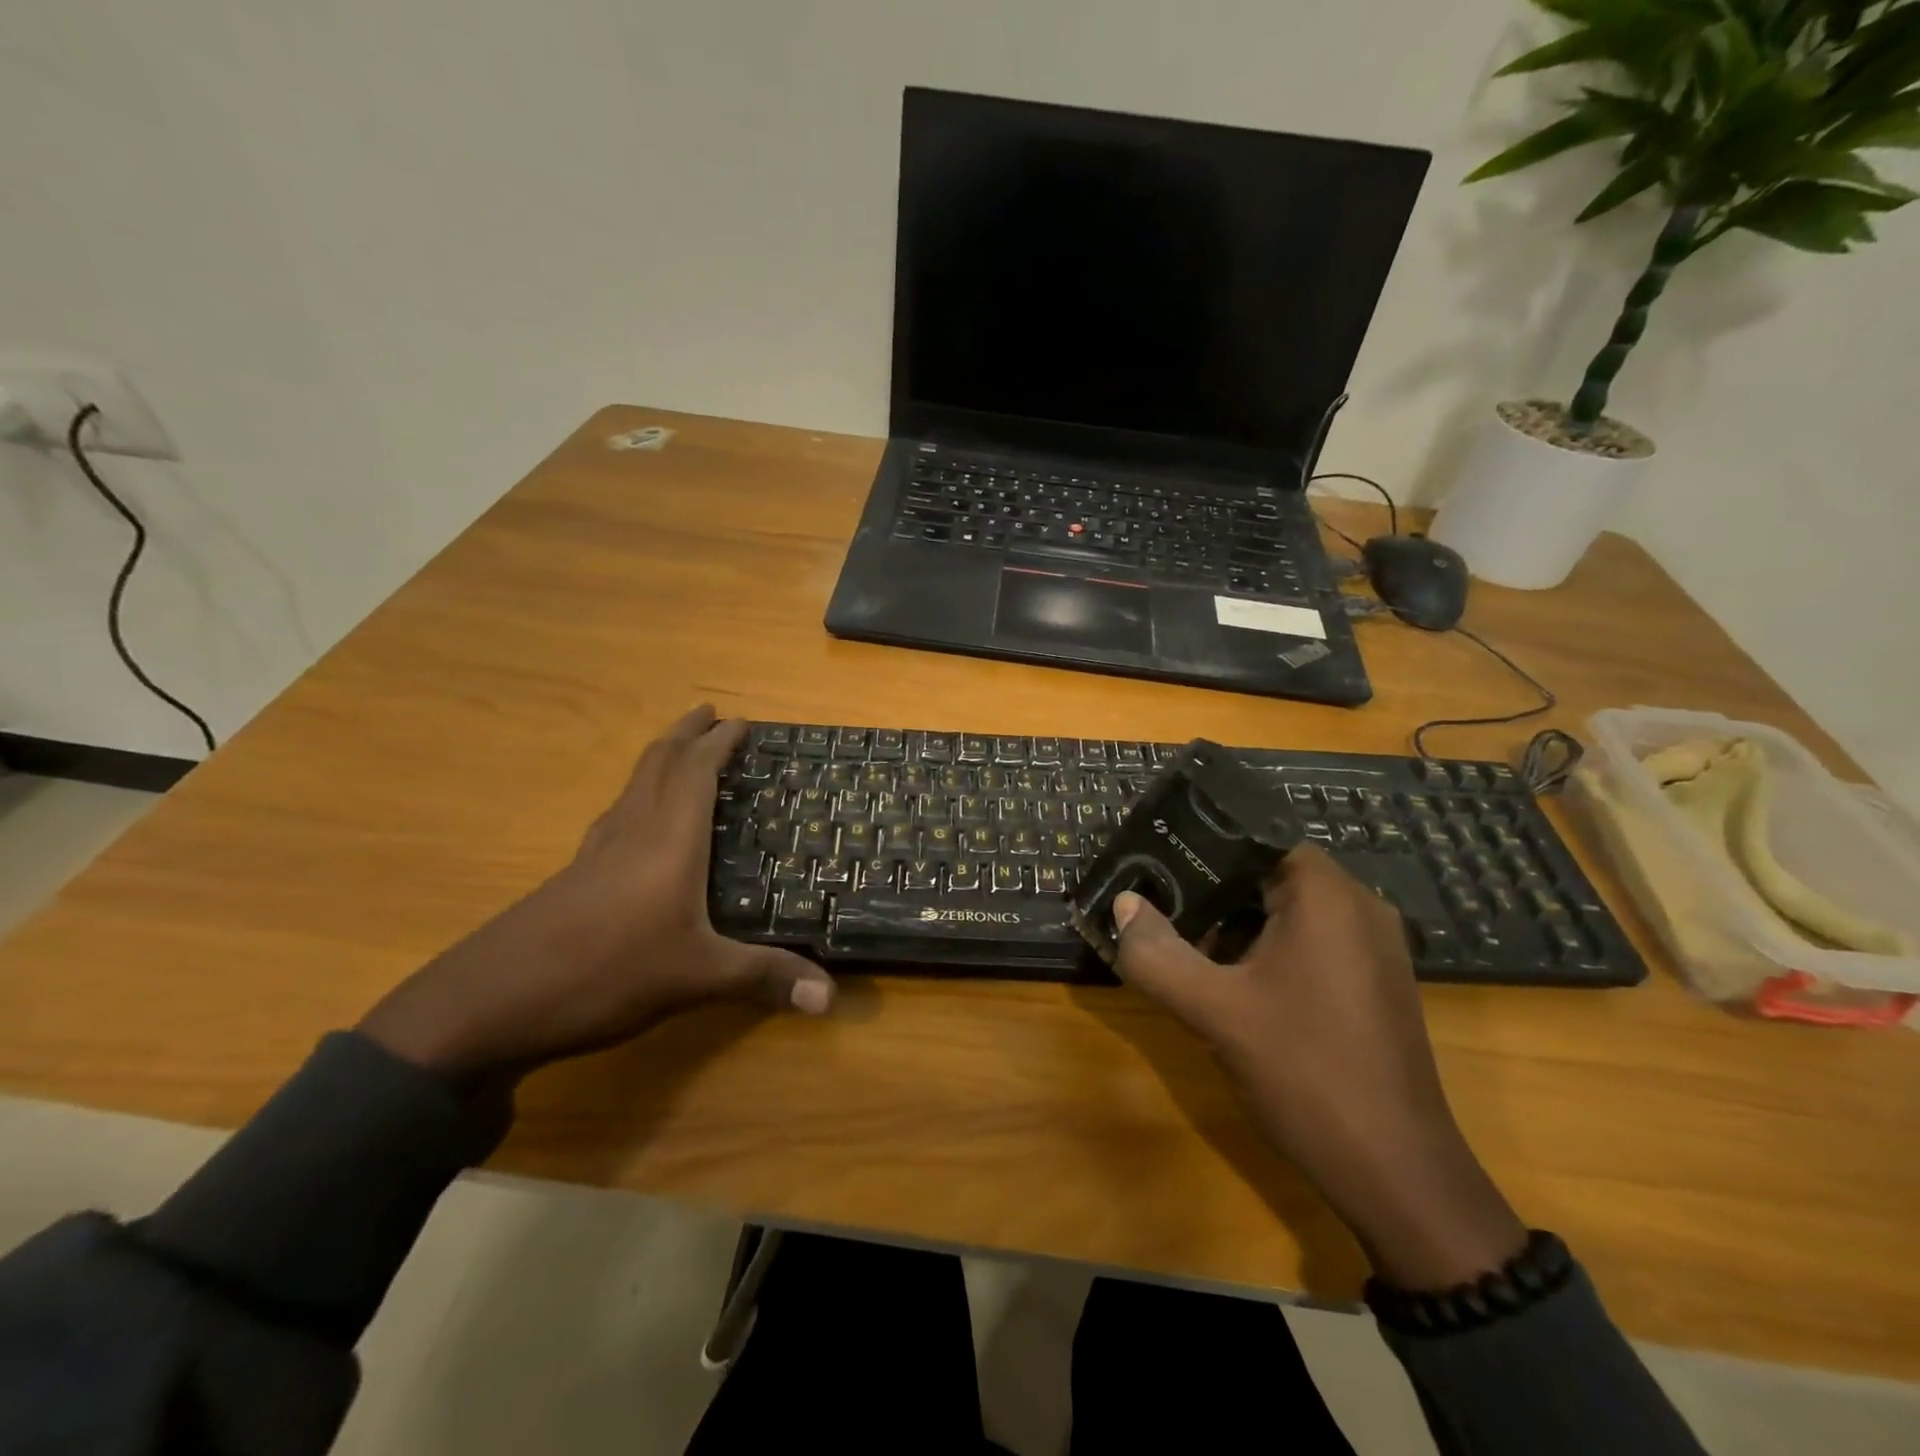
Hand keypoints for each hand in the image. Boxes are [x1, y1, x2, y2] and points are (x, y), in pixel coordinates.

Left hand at [360, 706, 834, 1080]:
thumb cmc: (605, 972)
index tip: (741, 720)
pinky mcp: (573, 877)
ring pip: (632, 787)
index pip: (696, 772)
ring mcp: (596, 853)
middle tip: (710, 714)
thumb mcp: (696, 978)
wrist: (489, 1003)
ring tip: (682, 755)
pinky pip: (616, 816)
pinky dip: (638, 797)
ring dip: (660, 760)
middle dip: (685, 733)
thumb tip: (830, 1000)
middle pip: (658, 764)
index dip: (719, 743)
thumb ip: (764, 979)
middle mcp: (632, 833)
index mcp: (668, 840)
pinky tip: (637, 824)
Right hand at [1110, 846, 1523, 1290]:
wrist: (1396, 1174)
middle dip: (1209, 886)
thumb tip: (1123, 904)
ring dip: (1234, 920)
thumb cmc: (1305, 1073)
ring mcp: (1371, 946)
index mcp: (1327, 894)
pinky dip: (1264, 946)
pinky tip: (1228, 978)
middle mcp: (1358, 906)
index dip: (1200, 843)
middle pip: (1268, 871)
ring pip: (1286, 909)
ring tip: (1180, 936)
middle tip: (1155, 899)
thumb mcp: (1215, 1011)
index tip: (1153, 858)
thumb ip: (1157, 954)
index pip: (1254, 836)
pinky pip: (1309, 940)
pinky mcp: (1371, 981)